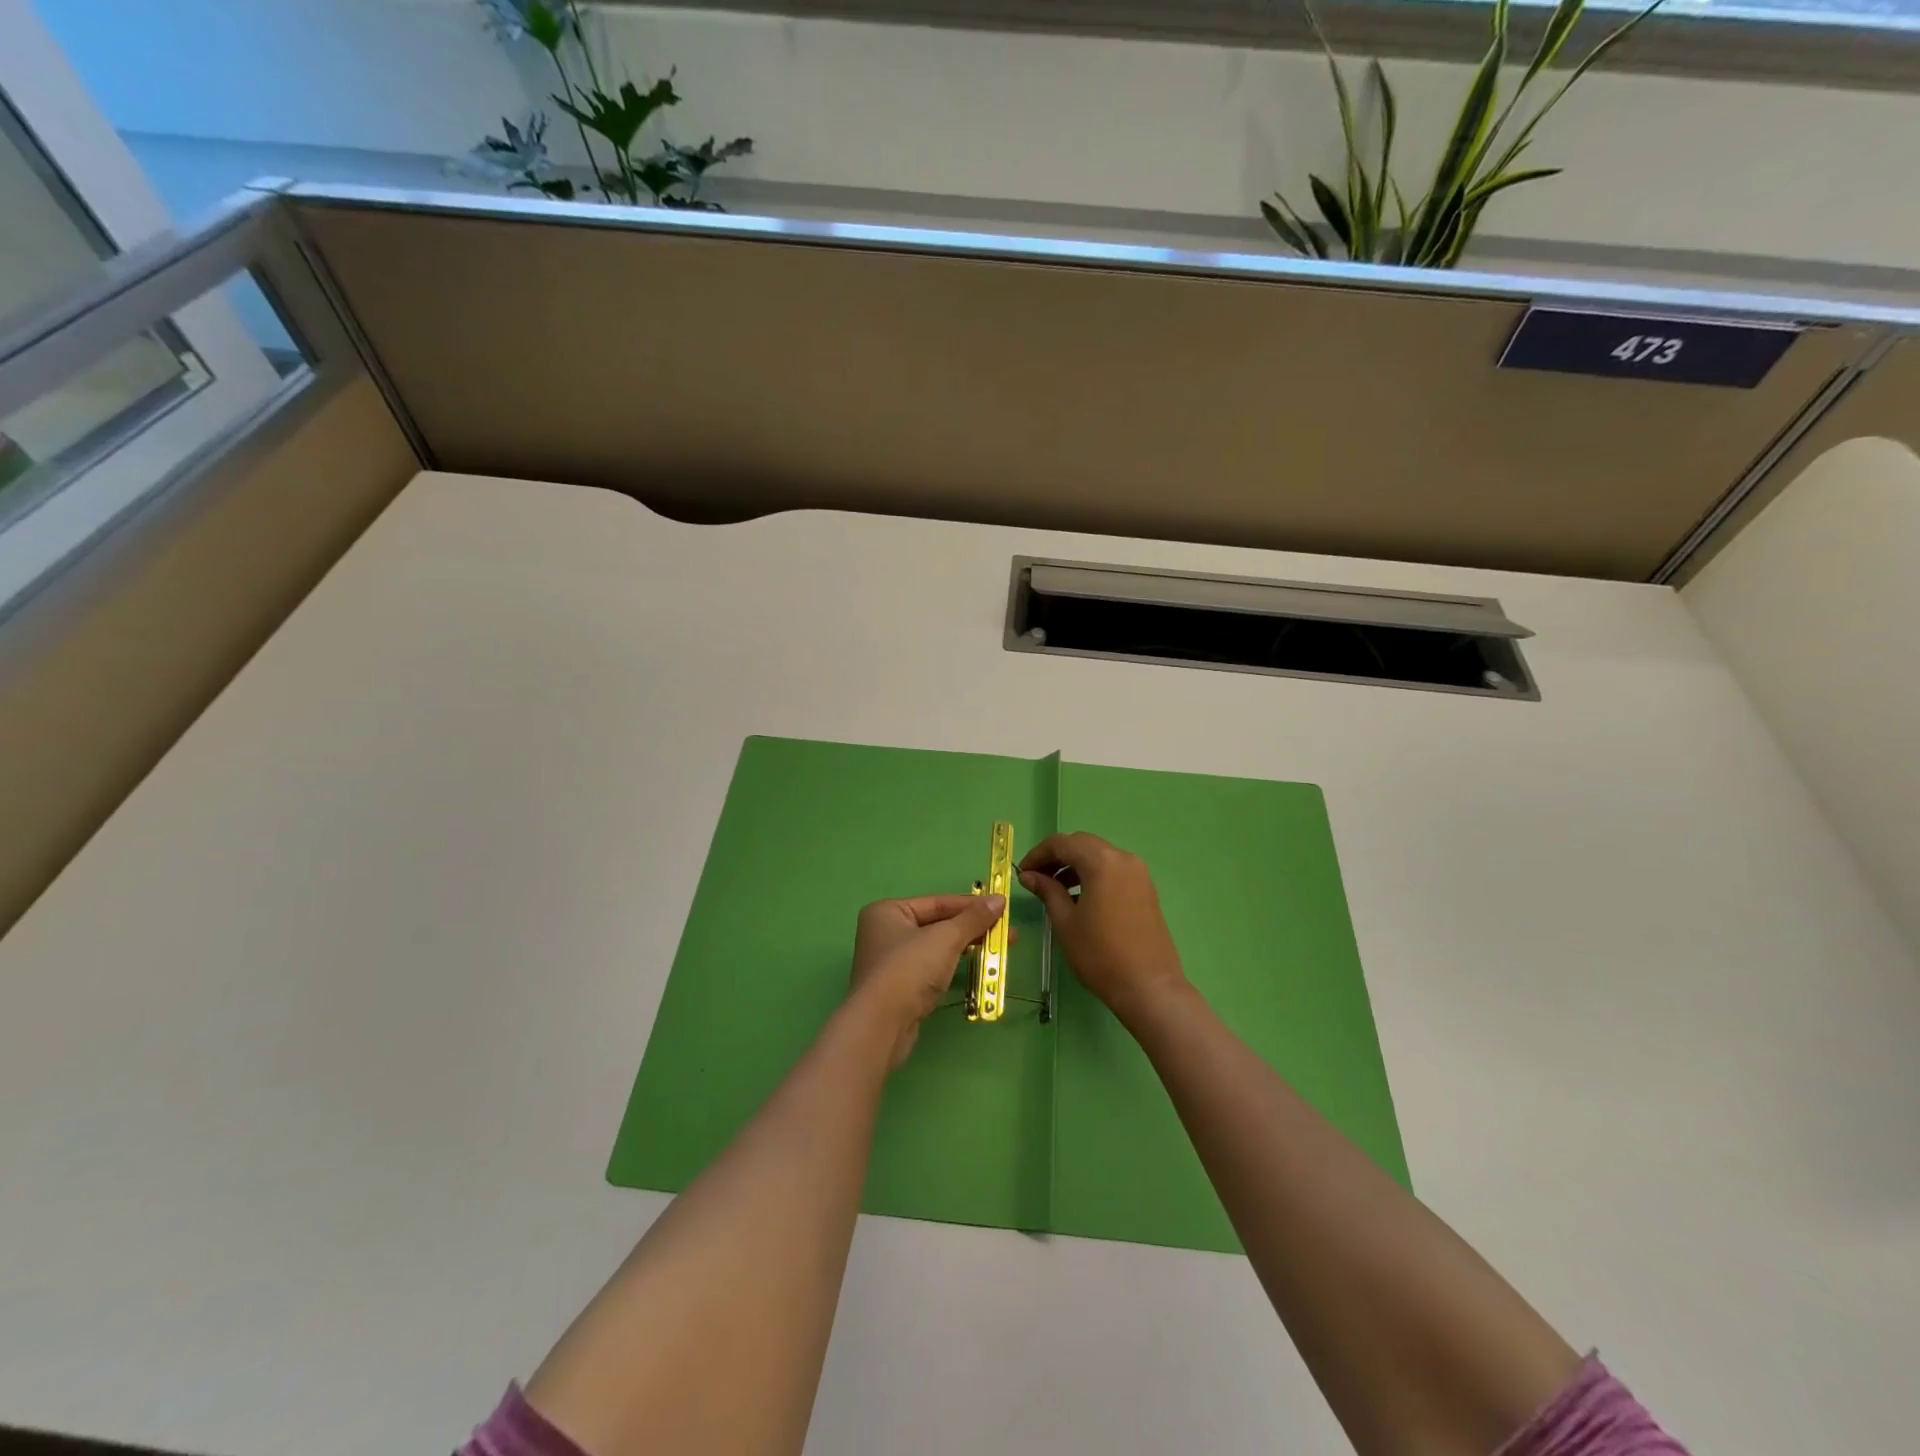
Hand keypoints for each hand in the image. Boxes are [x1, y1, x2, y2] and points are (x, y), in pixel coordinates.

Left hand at [848, 893, 1005, 1067]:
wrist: (881, 1025)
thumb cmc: (909, 969)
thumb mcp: (946, 938)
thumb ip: (973, 918)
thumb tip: (999, 899)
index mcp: (889, 911)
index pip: (938, 902)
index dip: (971, 905)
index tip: (1002, 908)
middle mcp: (885, 932)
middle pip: (937, 924)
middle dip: (972, 929)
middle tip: (1006, 933)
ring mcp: (891, 962)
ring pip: (936, 948)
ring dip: (966, 948)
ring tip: (998, 951)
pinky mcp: (899, 989)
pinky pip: (932, 969)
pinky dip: (953, 967)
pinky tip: (976, 970)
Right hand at [1019, 832, 1187, 1021]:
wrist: (1148, 986)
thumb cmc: (1100, 954)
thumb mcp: (1065, 922)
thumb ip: (1047, 891)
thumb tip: (1029, 875)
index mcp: (1101, 861)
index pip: (1062, 843)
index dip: (1038, 854)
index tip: (1022, 873)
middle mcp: (1123, 858)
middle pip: (1082, 844)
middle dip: (1056, 857)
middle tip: (1036, 878)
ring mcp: (1138, 872)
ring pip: (1099, 856)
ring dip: (1074, 865)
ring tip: (1054, 889)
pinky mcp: (1146, 888)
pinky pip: (1113, 869)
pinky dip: (1093, 874)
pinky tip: (1080, 898)